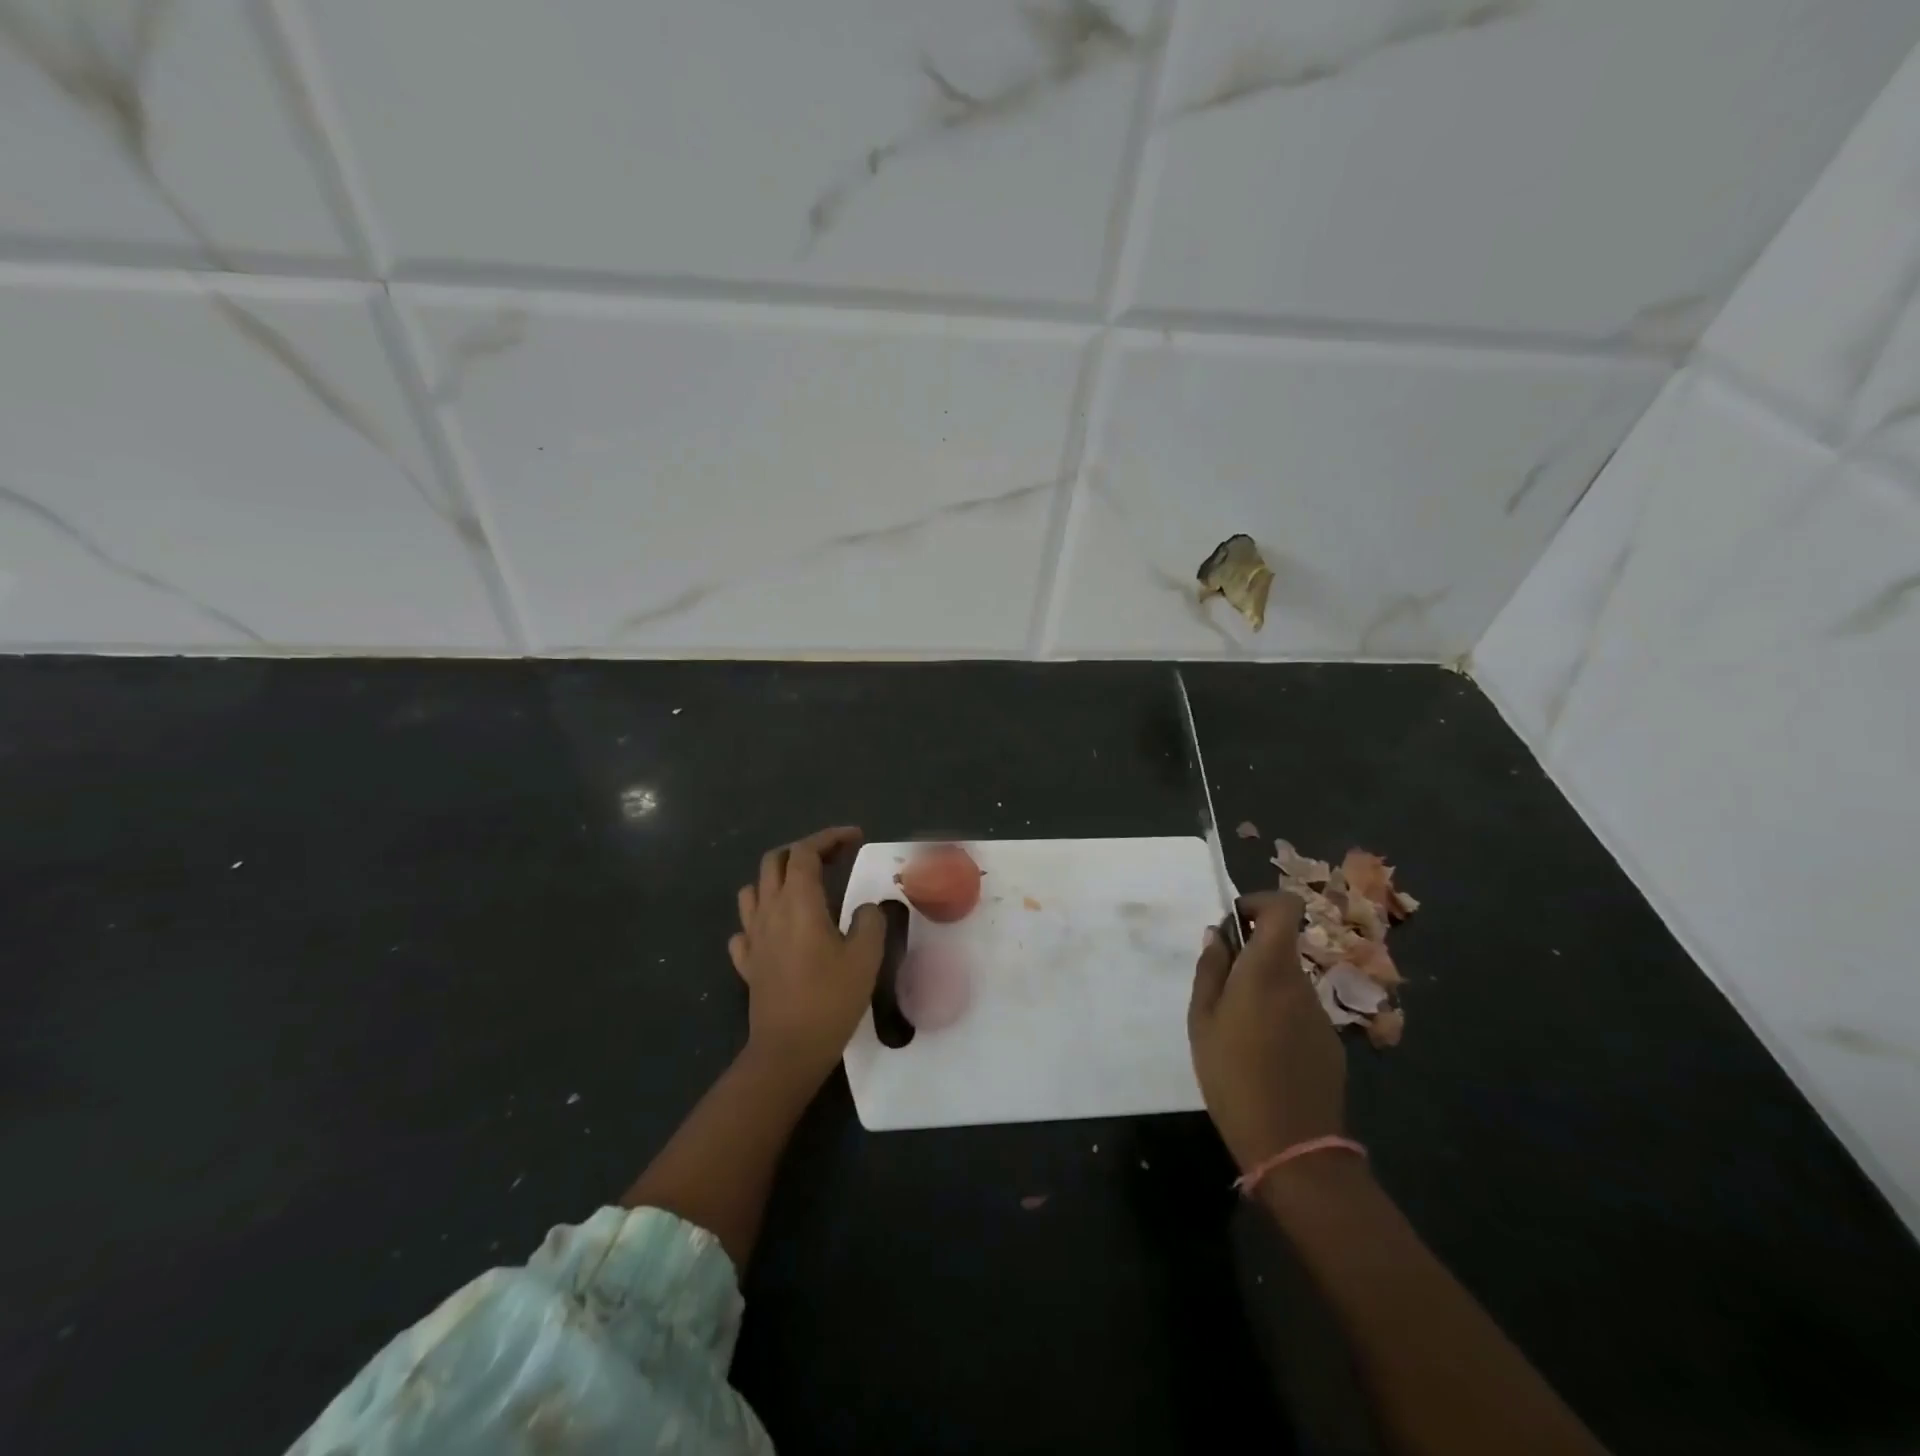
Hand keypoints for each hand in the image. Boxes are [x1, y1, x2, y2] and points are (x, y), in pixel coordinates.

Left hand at [730, 826, 885, 1083]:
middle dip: (805, 850)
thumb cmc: (830, 999)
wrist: (788, 1050)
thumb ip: (869, 921)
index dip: (830, 838)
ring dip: (777, 878)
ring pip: (754, 890)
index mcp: (798, 902)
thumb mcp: (866, 956)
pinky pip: (745, 928)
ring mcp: (753, 938)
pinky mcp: (747, 963)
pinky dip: (761, 918)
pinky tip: (777, 929)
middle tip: (834, 858)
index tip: (855, 838)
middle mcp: (769, 911)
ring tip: (804, 887)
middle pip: (775, 861)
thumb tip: (863, 910)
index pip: (805, 852)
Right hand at [1188, 890, 1345, 1171]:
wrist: (1292, 1144)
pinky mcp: (1329, 1043)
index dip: (1260, 904)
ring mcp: (1320, 1013)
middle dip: (1250, 955)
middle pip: (1280, 948)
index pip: (1286, 907)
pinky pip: (1298, 1012)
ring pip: (1287, 982)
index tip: (1234, 925)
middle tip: (1219, 988)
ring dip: (1262, 990)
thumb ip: (1210, 970)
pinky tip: (1261, 1055)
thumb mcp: (1202, 1019)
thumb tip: (1218, 934)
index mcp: (1269, 968)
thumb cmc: (1232, 1074)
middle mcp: (1300, 982)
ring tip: (1235, 1029)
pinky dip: (1278, 1017)